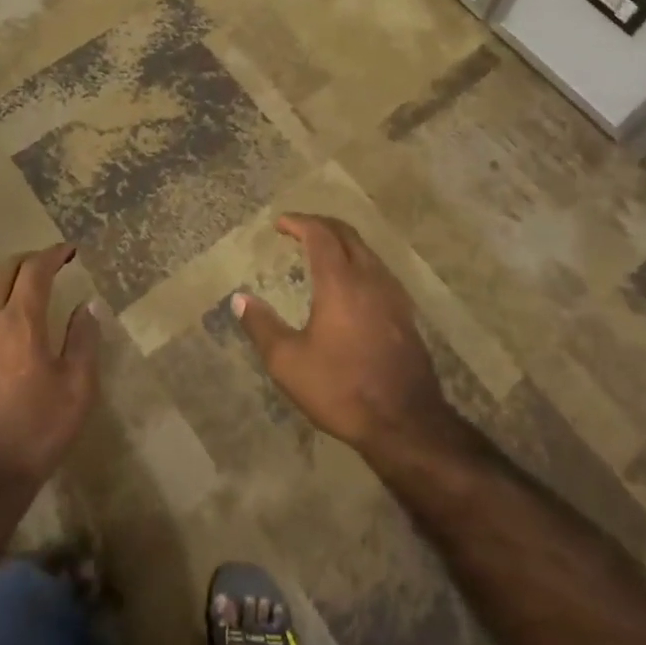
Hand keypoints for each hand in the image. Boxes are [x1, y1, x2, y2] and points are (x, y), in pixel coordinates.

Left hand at [0, 244, 99, 487]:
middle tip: (49, 265)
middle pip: (3, 272)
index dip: (53, 255)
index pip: (35, 270)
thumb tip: (87, 305)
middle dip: (28, 262)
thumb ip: (83, 340)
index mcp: (21, 321)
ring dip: (0, 279)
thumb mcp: (78, 387)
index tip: (70, 251)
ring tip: (18, 285)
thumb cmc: (37, 430)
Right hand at [233, 214, 459, 456]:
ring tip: (321, 251)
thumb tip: (239, 299)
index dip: (299, 222)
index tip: (280, 223)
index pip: (320, 234)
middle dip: (321, 225)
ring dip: (342, 242)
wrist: (406, 422)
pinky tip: (350, 283)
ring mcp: (393, 294)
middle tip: (298, 229)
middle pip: (347, 234)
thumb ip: (262, 326)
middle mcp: (370, 278)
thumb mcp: (288, 362)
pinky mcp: (405, 313)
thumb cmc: (341, 388)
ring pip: (366, 251)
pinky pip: (379, 270)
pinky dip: (358, 261)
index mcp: (340, 282)